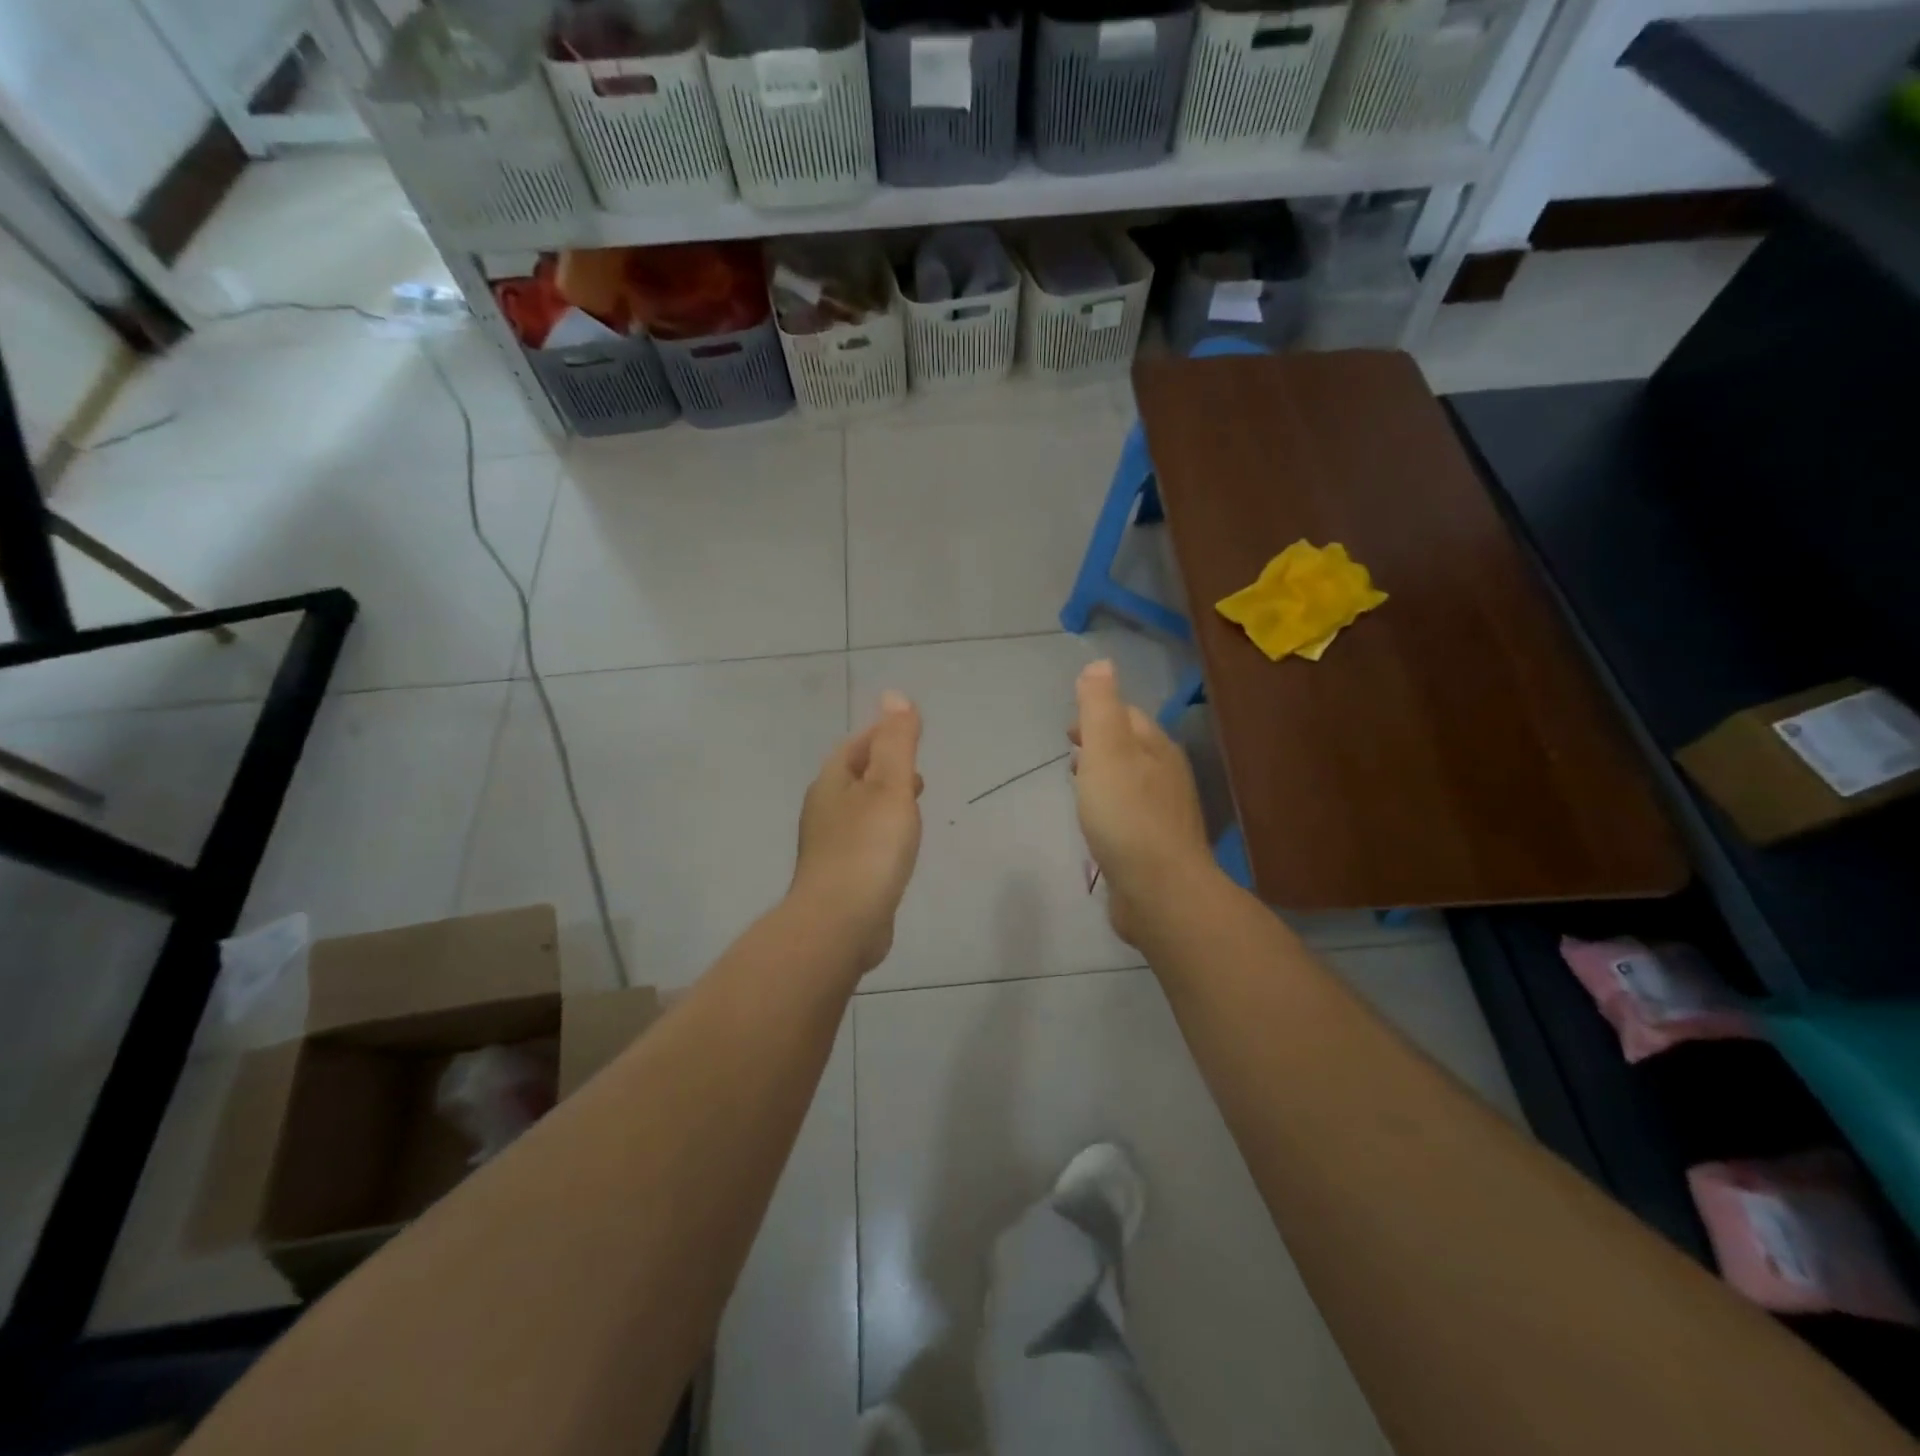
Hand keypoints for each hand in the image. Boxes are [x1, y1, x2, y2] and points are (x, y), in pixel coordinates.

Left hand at [792, 691, 924, 973]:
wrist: (840, 924)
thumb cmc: (868, 848)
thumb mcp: (890, 786)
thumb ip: (896, 742)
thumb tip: (894, 695)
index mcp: (832, 783)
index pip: (856, 746)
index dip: (881, 734)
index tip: (909, 732)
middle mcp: (824, 810)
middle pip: (854, 777)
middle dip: (883, 768)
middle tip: (916, 770)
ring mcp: (828, 846)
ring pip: (859, 810)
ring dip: (884, 800)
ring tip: (913, 804)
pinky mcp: (840, 876)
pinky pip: (863, 841)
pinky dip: (882, 831)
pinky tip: (899, 847)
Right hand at [1071, 660, 1216, 944]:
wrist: (1159, 889)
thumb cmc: (1127, 815)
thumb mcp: (1106, 750)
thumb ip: (1100, 706)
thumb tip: (1101, 663)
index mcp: (1157, 748)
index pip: (1128, 716)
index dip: (1098, 714)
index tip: (1069, 729)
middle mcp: (1167, 776)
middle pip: (1132, 748)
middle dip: (1102, 744)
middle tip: (1070, 752)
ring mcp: (1165, 814)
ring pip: (1132, 782)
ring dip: (1106, 775)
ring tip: (1079, 784)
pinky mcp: (1157, 847)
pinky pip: (1131, 815)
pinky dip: (1111, 807)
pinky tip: (1098, 824)